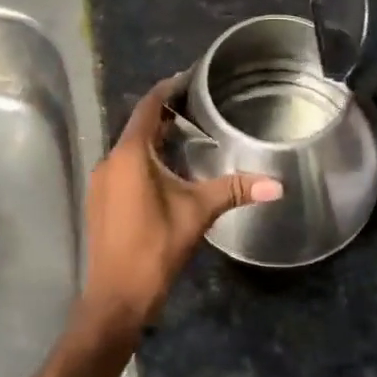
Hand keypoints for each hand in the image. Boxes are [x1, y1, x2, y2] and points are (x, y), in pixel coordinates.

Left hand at [83, 75, 281, 328]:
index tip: (187, 78)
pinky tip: (165, 173)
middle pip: (137, 127)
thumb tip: (277, 185)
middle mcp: (109, 161)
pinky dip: (143, 161)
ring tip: (186, 137)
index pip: (147, 107)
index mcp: (129, 155)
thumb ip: (234, 191)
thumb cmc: (154, 247)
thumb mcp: (197, 214)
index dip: (166, 90)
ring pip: (129, 149)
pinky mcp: (100, 201)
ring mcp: (100, 182)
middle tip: (196, 109)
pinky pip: (122, 168)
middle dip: (164, 116)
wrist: (116, 297)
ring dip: (153, 140)